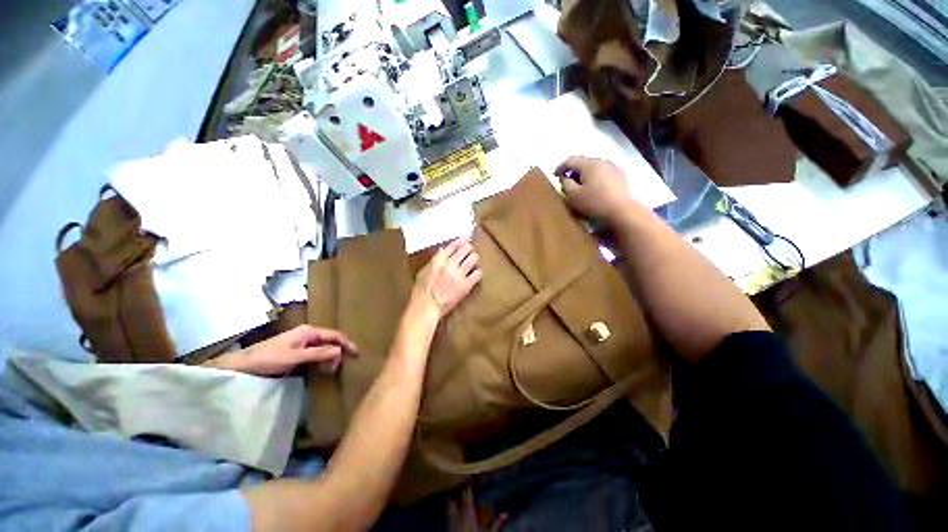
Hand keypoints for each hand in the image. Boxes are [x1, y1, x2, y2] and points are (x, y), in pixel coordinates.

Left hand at [207, 325, 356, 375]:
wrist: (243, 365)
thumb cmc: (269, 358)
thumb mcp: (295, 357)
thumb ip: (319, 354)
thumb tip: (340, 351)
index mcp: (309, 331)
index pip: (334, 335)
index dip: (346, 343)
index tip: (356, 354)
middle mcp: (307, 334)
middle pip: (329, 342)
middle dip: (336, 353)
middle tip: (337, 368)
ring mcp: (301, 342)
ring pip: (323, 348)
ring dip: (328, 358)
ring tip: (329, 371)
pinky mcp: (296, 351)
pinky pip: (314, 354)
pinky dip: (320, 361)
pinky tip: (320, 369)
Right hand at [412, 239, 482, 319]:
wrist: (426, 307)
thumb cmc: (421, 292)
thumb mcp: (423, 272)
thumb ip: (434, 261)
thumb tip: (442, 252)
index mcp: (438, 260)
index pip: (453, 246)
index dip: (460, 241)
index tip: (465, 239)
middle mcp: (450, 264)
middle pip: (464, 249)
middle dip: (469, 248)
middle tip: (471, 249)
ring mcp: (459, 274)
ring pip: (472, 259)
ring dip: (474, 258)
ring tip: (474, 258)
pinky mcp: (466, 285)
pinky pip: (477, 274)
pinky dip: (478, 272)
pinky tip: (477, 273)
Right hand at [555, 156, 638, 224]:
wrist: (621, 212)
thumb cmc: (593, 203)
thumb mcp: (572, 195)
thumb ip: (565, 183)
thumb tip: (565, 177)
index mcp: (590, 164)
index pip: (570, 160)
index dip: (560, 167)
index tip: (554, 176)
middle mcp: (603, 162)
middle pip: (584, 163)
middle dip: (574, 172)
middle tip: (567, 183)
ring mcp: (614, 169)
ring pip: (595, 169)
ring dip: (586, 176)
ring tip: (581, 188)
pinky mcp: (621, 178)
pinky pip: (604, 175)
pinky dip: (596, 180)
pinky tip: (595, 191)